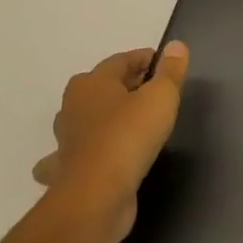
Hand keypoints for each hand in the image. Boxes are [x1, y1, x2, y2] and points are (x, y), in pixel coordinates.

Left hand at [33, 43, 187, 242]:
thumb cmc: (129, 136)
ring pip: (84, 120)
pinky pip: (75, 155)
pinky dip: (84, 153)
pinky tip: (95, 158)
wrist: (96, 197)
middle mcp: (72, 106)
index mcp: (92, 83)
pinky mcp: (66, 171)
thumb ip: (170, 71)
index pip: (122, 60)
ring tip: (127, 122)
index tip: (167, 66)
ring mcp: (66, 141)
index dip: (146, 59)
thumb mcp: (161, 97)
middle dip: (125, 86)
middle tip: (154, 93)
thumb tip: (176, 45)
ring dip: (101, 118)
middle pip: (103, 87)